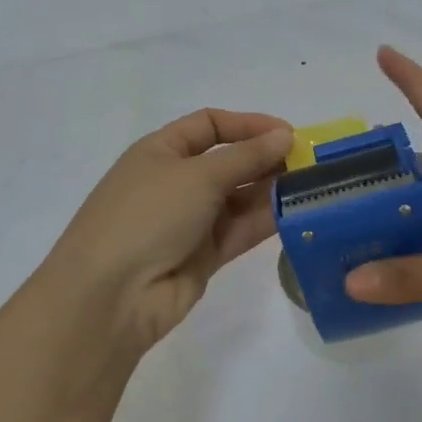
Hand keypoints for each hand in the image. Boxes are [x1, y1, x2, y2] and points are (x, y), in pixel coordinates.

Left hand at [41, 109, 292, 364]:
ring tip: (312, 187)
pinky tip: (298, 213)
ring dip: (272, 190)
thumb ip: (246, 156)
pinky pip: (241, 230)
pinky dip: (266, 221)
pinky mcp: (204, 255)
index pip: (210, 125)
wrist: (110, 296)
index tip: (288, 134)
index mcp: (162, 151)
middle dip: (266, 159)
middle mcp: (176, 182)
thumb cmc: (147, 216)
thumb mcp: (197, 175)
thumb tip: (285, 136)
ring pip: (239, 197)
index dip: (248, 124)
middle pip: (229, 162)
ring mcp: (189, 221)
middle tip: (310, 163)